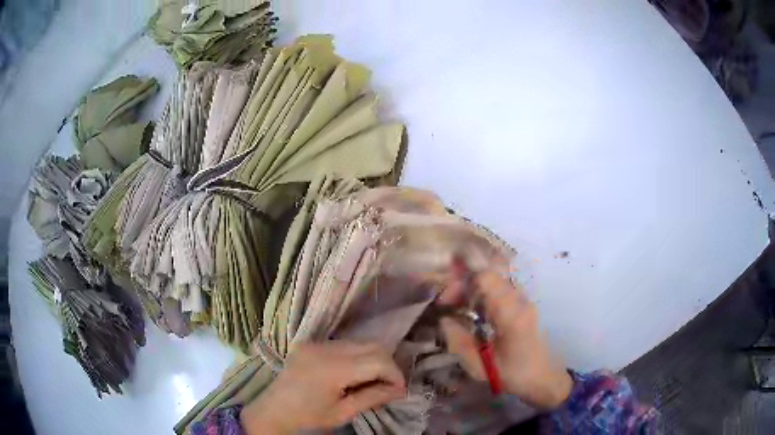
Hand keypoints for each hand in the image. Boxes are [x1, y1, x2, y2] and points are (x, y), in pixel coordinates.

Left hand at [240, 341, 406, 433]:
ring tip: (372, 381)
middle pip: (371, 345)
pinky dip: (356, 356)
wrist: (273, 412)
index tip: (400, 390)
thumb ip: (374, 397)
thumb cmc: (308, 418)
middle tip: (389, 386)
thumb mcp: (343, 413)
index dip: (395, 374)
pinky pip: (343, 344)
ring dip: (373, 359)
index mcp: (331, 369)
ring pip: (359, 342)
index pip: (377, 360)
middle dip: (387, 365)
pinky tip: (353, 374)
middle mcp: (324, 348)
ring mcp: (315, 343)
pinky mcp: (309, 343)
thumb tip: (401, 389)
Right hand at [440, 272, 573, 408]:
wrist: (543, 378)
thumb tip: (444, 319)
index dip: (462, 281)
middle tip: (447, 303)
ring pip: (495, 280)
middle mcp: (520, 300)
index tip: (445, 300)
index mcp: (510, 315)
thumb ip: (459, 341)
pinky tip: (473, 309)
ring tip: (457, 305)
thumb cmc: (512, 375)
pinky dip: (483, 292)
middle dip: (464, 283)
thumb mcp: (480, 366)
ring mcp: (525, 300)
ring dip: (473, 287)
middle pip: (489, 275)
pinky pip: (500, 288)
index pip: (486, 277)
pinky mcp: (524, 304)